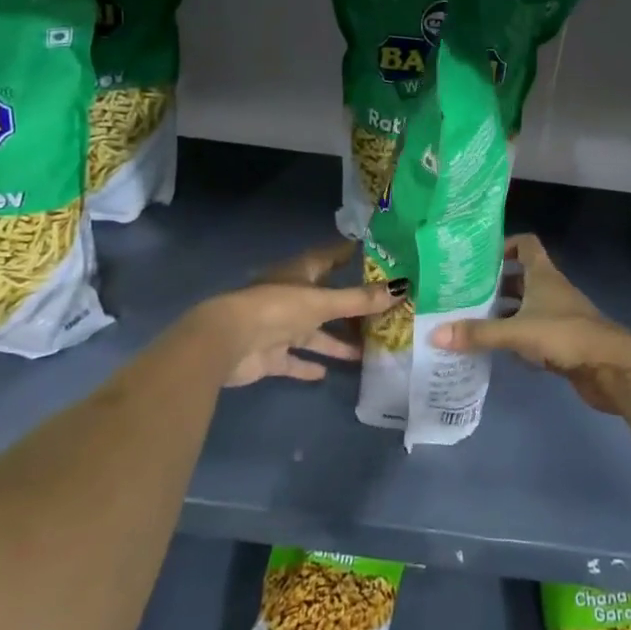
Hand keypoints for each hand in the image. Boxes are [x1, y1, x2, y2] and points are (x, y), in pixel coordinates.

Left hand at [198, 239, 397, 387]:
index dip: (352, 255)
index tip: (380, 256)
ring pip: (315, 333)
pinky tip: (327, 373)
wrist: (228, 342)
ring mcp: (280, 326)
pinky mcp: (271, 355)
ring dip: (337, 341)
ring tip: (368, 351)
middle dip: (352, 307)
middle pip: (328, 299)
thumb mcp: (323, 302)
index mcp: (301, 273)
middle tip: (386, 314)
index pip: (331, 258)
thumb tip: (403, 287)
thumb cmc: (277, 308)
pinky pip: (295, 360)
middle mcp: (292, 297)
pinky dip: (309, 365)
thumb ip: (360, 299)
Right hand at [432, 235, 630, 414]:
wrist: (612, 368)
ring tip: (469, 320)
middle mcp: (551, 290)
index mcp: (543, 274)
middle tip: (461, 293)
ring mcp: (558, 316)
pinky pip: (531, 333)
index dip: (504, 244)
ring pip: (524, 306)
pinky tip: (494, 349)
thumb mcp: (517, 331)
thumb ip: (477, 333)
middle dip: (493, 283)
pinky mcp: (561, 342)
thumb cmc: (566, 335)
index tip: (477, 257)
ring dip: (502, 312)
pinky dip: (514, 338)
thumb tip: (434, 334)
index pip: (525, 244)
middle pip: (520, 277)